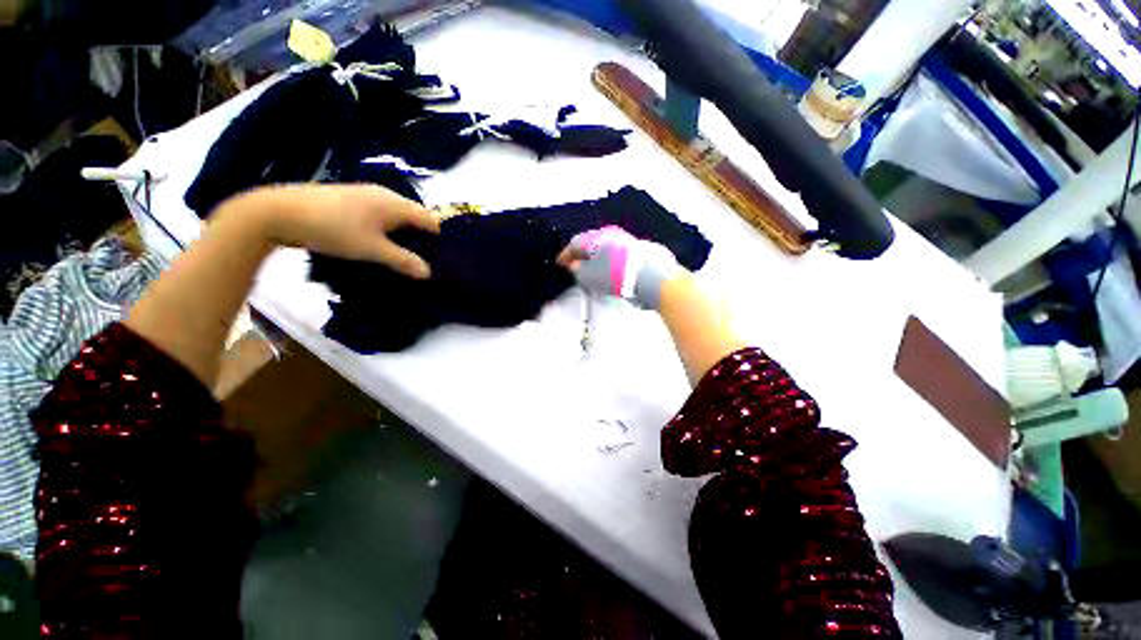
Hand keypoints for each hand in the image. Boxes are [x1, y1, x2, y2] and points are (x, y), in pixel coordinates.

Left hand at [237, 184, 439, 278]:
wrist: (280, 212)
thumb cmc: (334, 229)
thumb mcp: (372, 249)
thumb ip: (403, 260)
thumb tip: (428, 273)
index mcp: (395, 203)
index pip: (430, 219)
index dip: (439, 237)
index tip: (441, 257)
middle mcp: (385, 194)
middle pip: (415, 215)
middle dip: (422, 236)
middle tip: (424, 258)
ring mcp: (366, 194)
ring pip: (397, 214)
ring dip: (404, 232)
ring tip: (403, 253)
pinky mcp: (351, 198)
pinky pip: (381, 213)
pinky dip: (387, 227)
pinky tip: (380, 241)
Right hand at [556, 226, 680, 309]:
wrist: (650, 275)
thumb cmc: (617, 274)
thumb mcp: (589, 276)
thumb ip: (577, 270)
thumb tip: (575, 266)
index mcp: (595, 238)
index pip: (574, 244)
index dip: (565, 255)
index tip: (560, 263)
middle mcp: (608, 234)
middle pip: (588, 243)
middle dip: (579, 254)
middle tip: (573, 265)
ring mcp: (623, 239)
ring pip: (602, 246)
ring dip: (593, 256)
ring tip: (589, 268)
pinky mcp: (635, 248)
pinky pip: (613, 251)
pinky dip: (605, 258)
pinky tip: (606, 267)